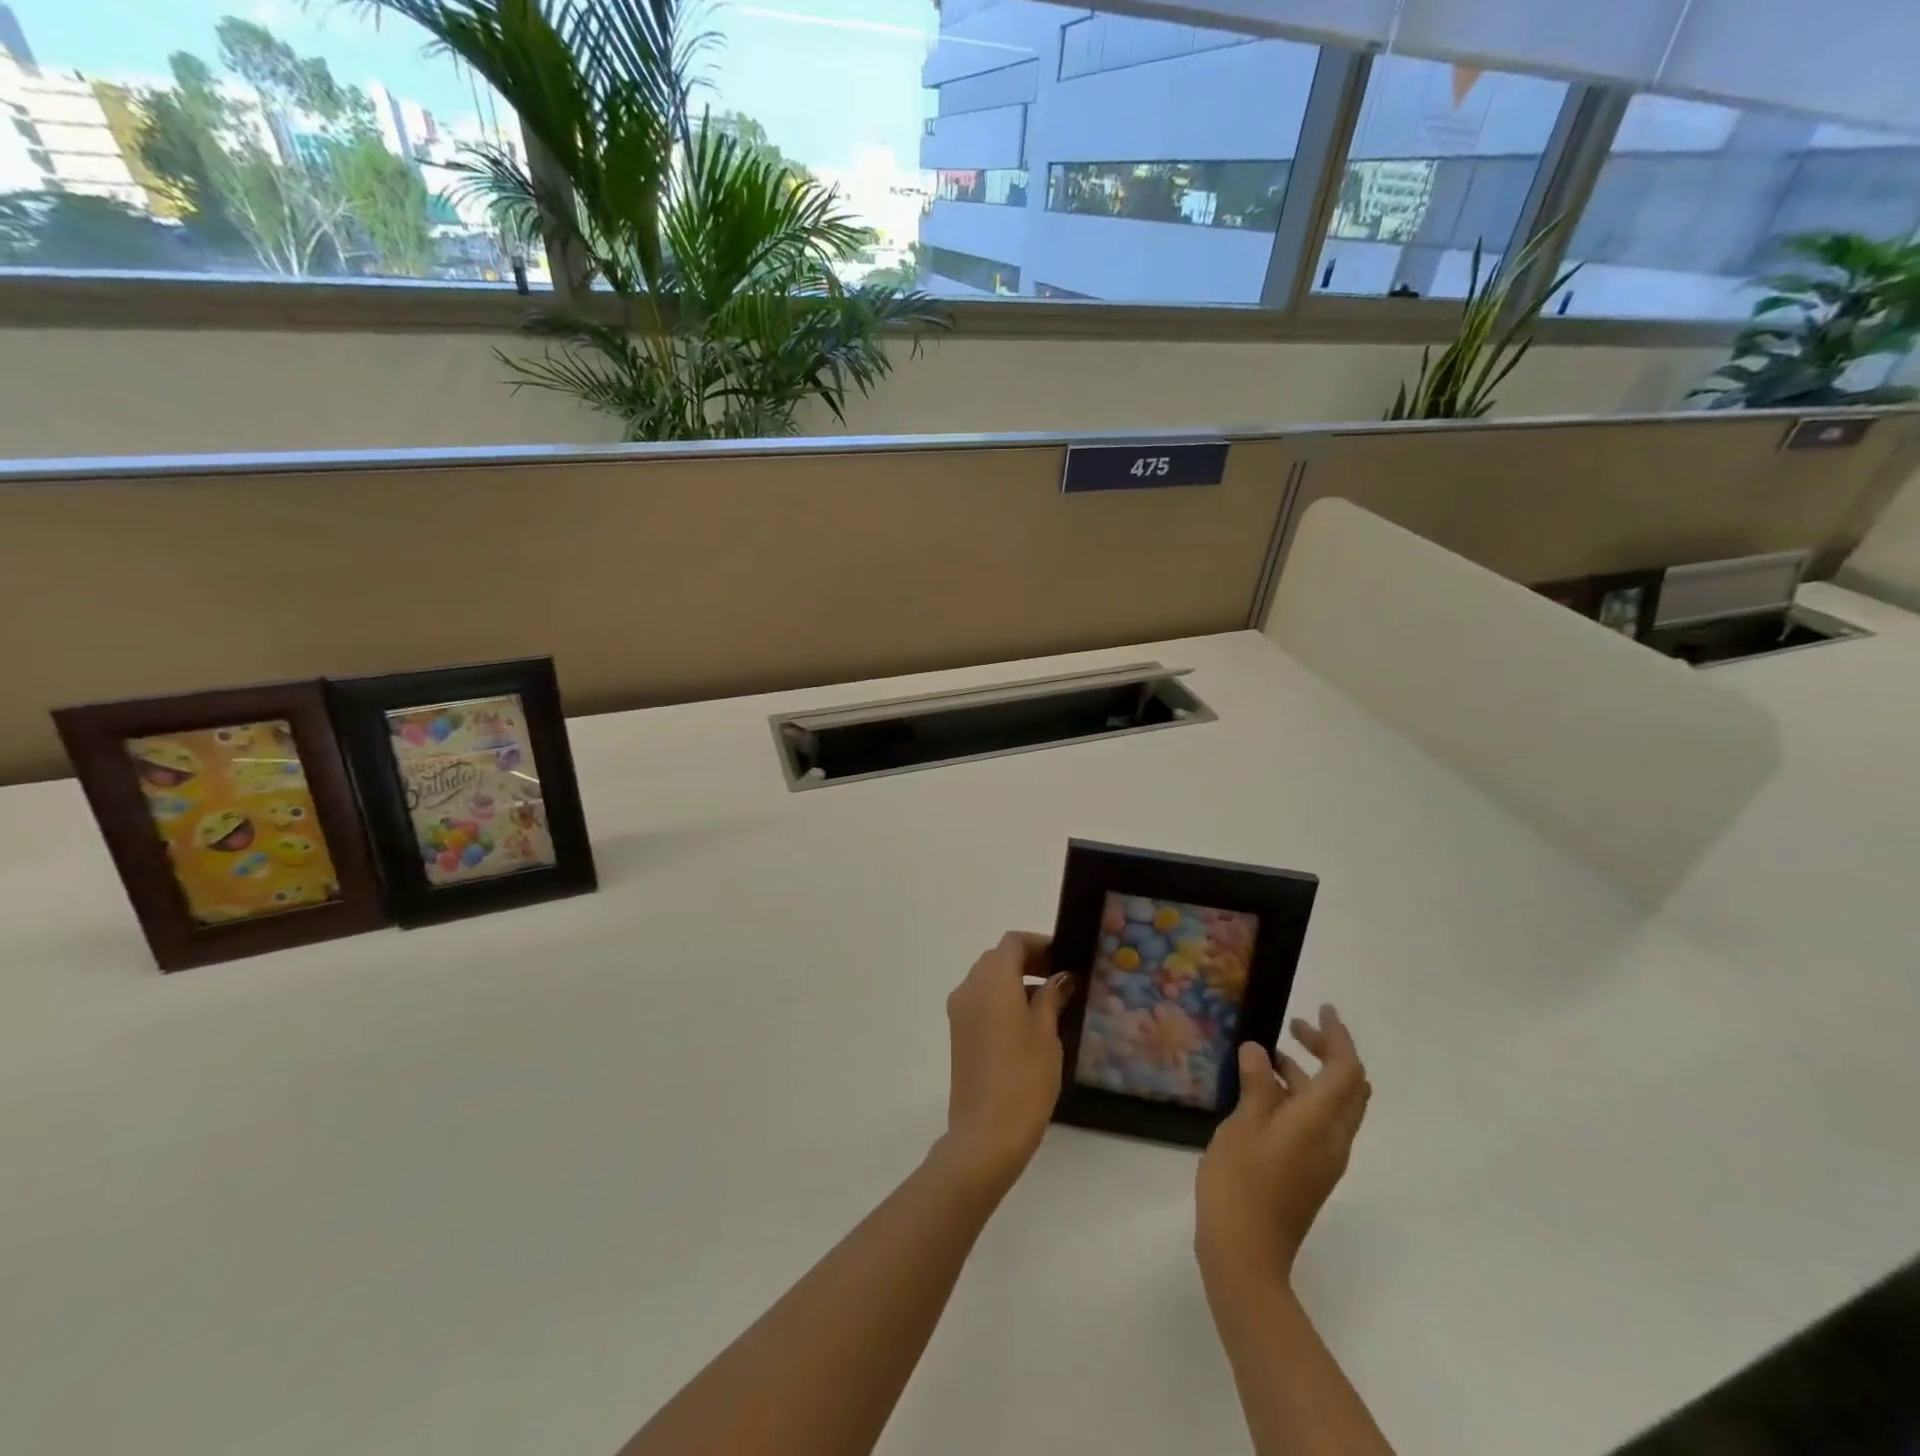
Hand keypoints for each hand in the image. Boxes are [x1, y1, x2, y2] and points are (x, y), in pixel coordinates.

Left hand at [939, 932, 1071, 1188]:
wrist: (986, 1133)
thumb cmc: (1024, 1077)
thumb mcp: (1046, 1033)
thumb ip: (1051, 997)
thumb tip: (1060, 978)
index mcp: (992, 979)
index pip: (1013, 942)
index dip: (1039, 944)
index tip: (1065, 958)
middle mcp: (969, 986)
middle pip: (998, 958)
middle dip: (1029, 961)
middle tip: (1061, 979)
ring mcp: (959, 1010)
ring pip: (988, 980)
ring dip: (1015, 981)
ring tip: (1050, 1003)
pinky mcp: (958, 1033)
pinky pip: (980, 1001)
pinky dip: (1002, 1000)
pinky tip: (1028, 1023)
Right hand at [1195, 1004, 1370, 1286]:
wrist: (1246, 1255)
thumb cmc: (1241, 1183)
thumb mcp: (1242, 1125)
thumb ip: (1257, 1086)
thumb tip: (1262, 1052)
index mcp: (1320, 1123)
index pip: (1347, 1071)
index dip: (1338, 1036)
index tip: (1321, 1008)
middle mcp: (1334, 1139)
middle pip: (1350, 1087)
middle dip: (1329, 1051)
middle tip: (1295, 1028)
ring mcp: (1325, 1159)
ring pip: (1335, 1105)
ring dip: (1311, 1074)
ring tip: (1270, 1058)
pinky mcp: (1311, 1173)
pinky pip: (1320, 1122)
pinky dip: (1303, 1097)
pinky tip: (1265, 1095)